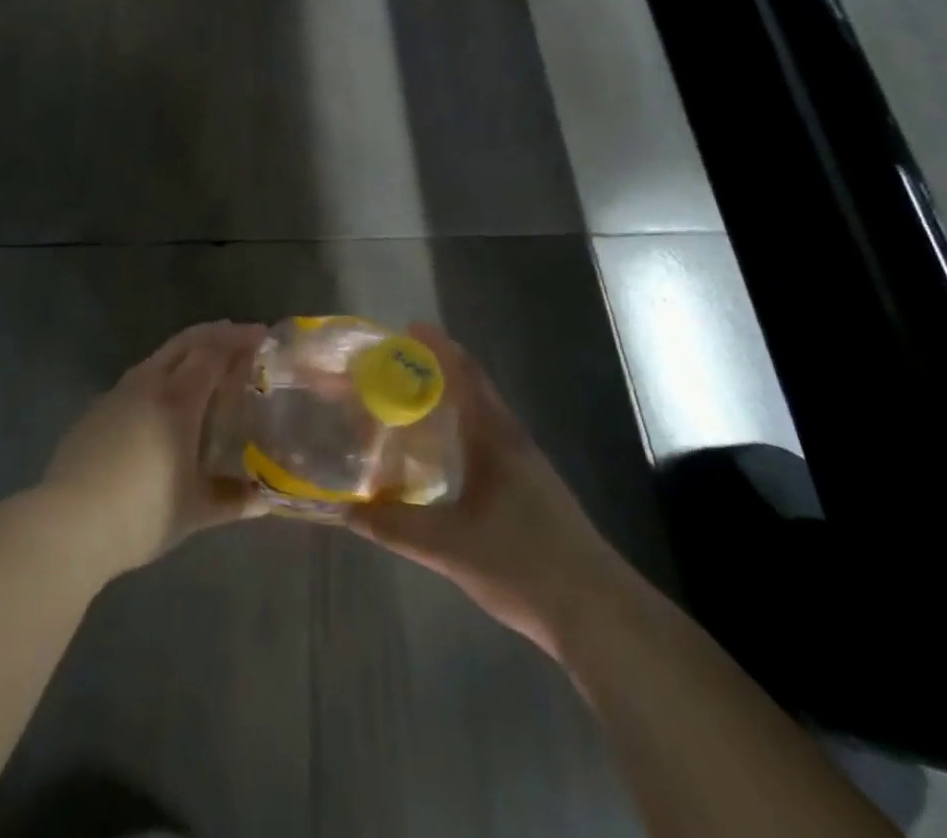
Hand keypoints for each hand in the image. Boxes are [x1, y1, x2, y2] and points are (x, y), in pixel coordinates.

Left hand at [41, 321, 268, 575]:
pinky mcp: (96, 409)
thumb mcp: (194, 511)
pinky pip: (137, 379)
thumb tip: (264, 498)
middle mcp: (148, 384)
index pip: (213, 351)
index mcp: (178, 400)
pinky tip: (164, 403)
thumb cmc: (141, 514)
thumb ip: (233, 500)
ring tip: (206, 368)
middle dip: (215, 334)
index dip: (239, 339)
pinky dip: (162, 375)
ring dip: (187, 352)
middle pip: (186, 342)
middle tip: (240, 339)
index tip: (262, 335)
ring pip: (159, 358)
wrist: (68, 525)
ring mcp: (117, 394)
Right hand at [347, 323, 620, 657]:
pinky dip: (459, 435)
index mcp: (495, 437)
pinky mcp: (532, 494)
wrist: (600, 616)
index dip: (437, 348)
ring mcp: (526, 468)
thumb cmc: (523, 565)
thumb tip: (346, 511)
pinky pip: (487, 445)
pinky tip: (440, 461)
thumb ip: (395, 526)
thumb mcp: (448, 547)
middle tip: (392, 372)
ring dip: (448, 406)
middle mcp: (512, 441)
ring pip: (480, 419)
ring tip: (408, 410)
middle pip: (472, 391)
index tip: (407, 330)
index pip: (465, 375)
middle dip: (435, 374)